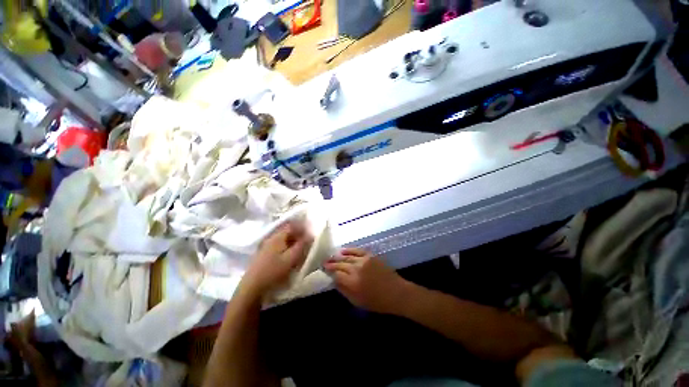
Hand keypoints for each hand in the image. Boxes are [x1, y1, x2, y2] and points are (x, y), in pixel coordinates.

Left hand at [241, 222, 312, 296]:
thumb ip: (301, 246)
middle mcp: (271, 238)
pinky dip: (287, 248)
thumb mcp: (291, 259)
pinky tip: (290, 256)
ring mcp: (266, 246)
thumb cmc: (273, 271)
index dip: (302, 228)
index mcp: (277, 237)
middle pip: (287, 232)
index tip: (310, 233)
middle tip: (307, 242)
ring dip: (293, 242)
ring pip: (283, 240)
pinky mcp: (264, 255)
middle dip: (298, 235)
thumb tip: (310, 235)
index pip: (292, 226)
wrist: (252, 288)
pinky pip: (279, 246)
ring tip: (300, 250)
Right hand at [324, 248, 410, 314]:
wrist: (396, 292)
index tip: (323, 270)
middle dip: (331, 263)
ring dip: (337, 257)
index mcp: (353, 283)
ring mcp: (363, 260)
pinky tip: (342, 251)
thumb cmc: (377, 302)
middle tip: (324, 262)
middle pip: (340, 264)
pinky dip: (349, 250)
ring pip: (347, 257)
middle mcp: (356, 269)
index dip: (329, 272)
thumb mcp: (358, 301)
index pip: (336, 274)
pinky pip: (357, 251)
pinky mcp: (370, 256)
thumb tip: (334, 281)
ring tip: (331, 257)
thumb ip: (344, 290)